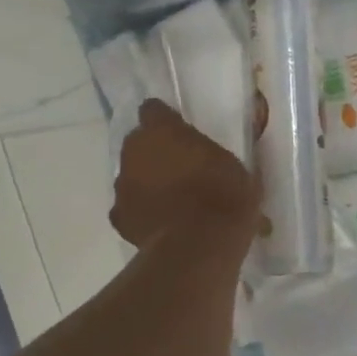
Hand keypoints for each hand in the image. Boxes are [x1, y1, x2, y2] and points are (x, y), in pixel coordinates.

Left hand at [111, 101, 256, 250]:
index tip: (182, 132)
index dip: (167, 120)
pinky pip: (130, 210)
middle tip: (182, 170)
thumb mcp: (237, 170)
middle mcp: (134, 151)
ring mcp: (122, 185)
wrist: (200, 245)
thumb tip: (222, 165)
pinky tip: (162, 226)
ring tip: (174, 203)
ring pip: (132, 177)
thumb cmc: (224, 198)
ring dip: (147, 184)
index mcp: (162, 130)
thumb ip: (217, 160)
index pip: (154, 110)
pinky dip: (143, 214)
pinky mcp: (119, 218)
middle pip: (139, 144)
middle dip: (156, 154)